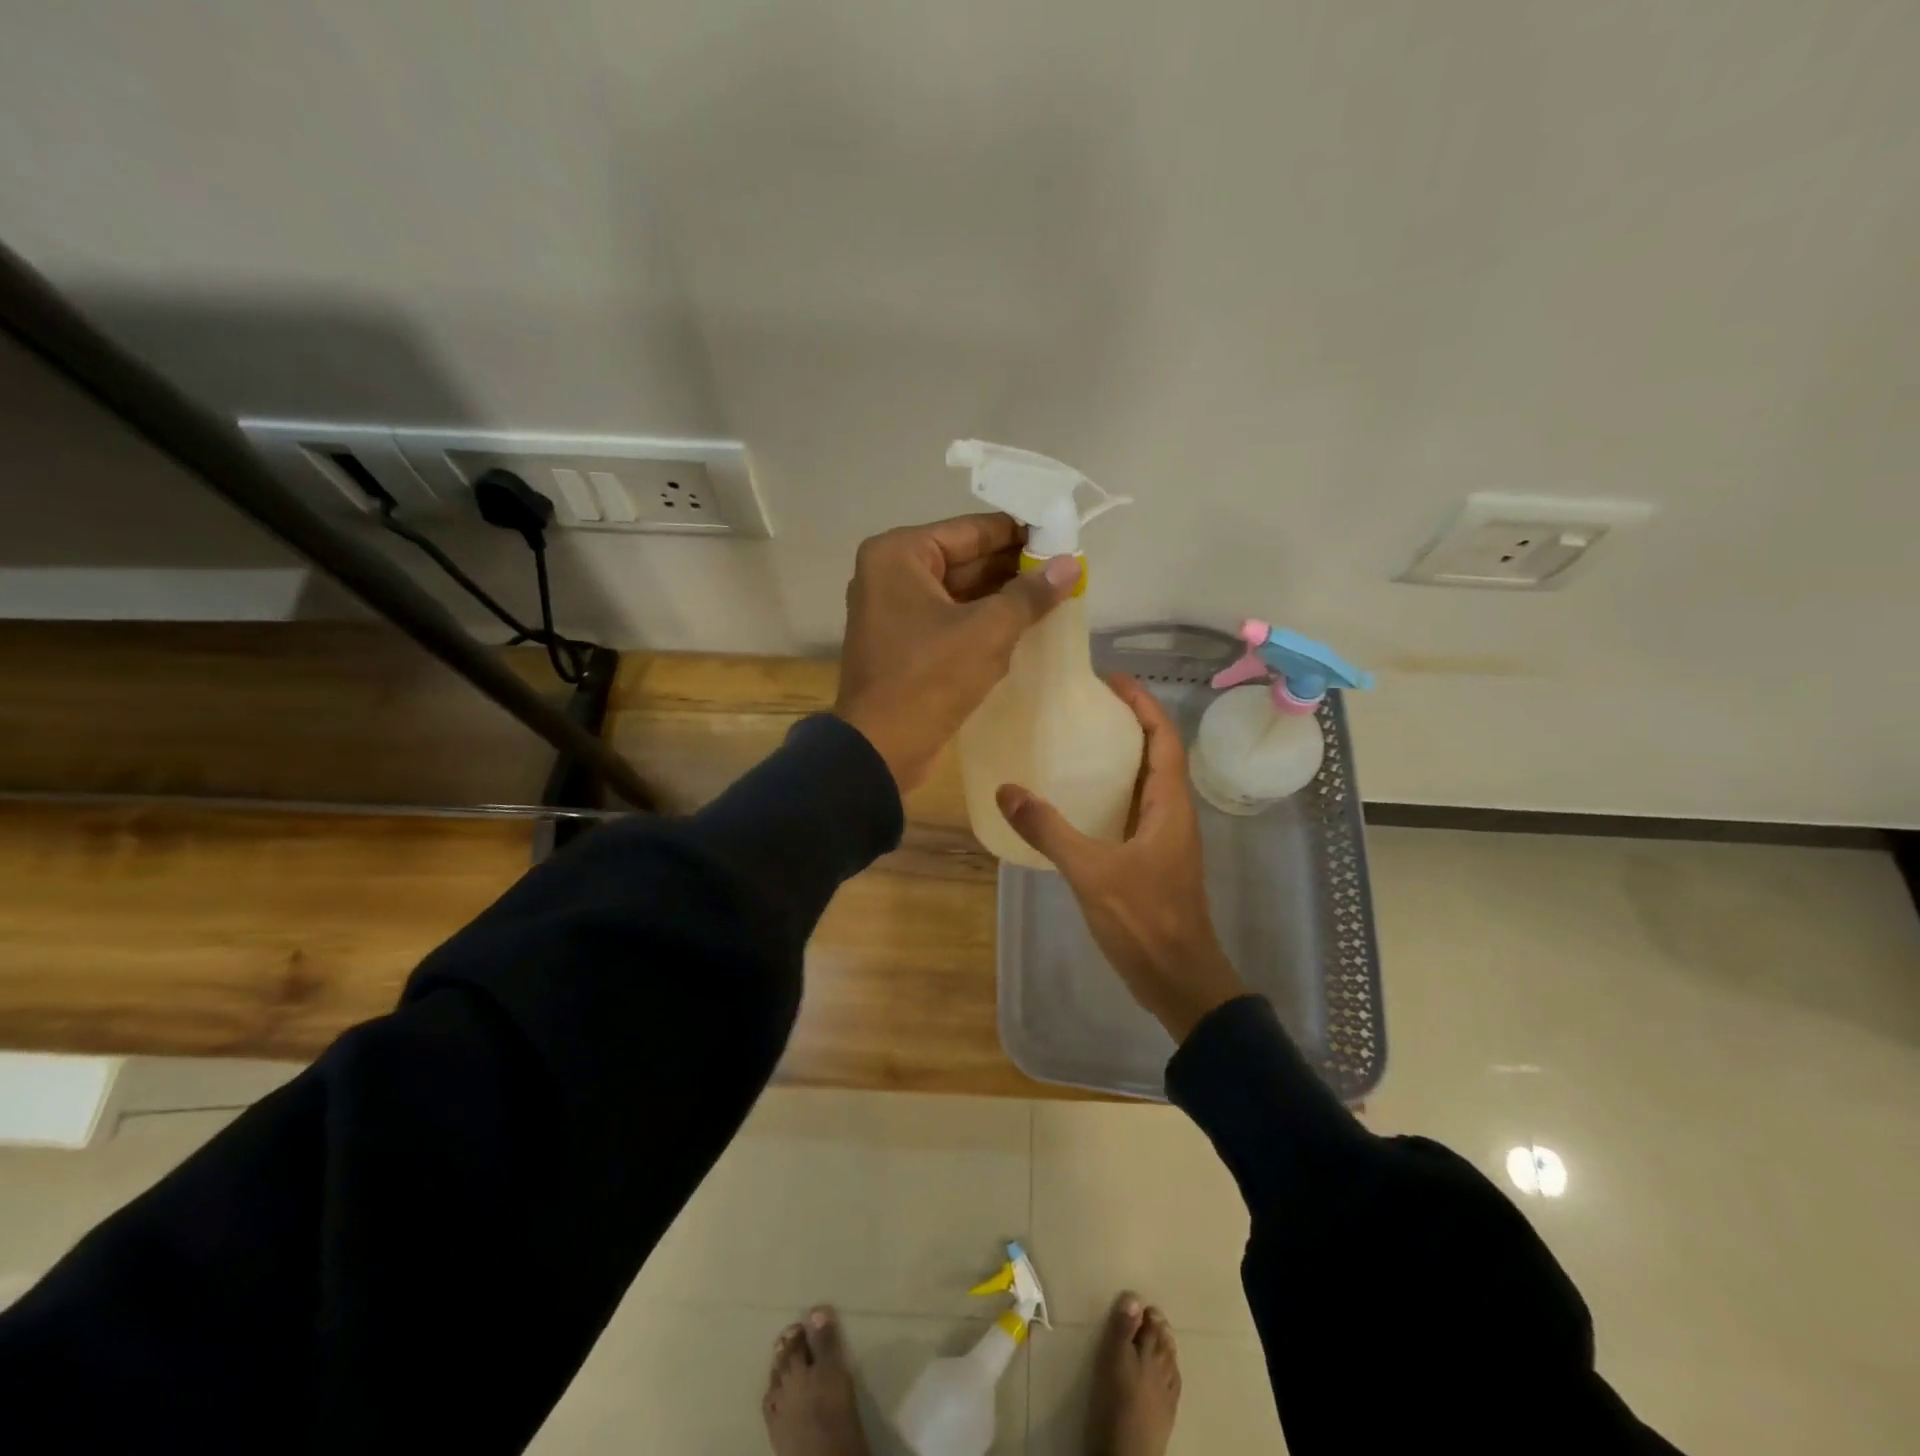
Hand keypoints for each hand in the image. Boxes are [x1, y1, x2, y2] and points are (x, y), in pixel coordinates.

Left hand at [834, 512, 1079, 793]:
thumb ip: (1030, 594)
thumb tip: (1071, 563)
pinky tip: (1023, 628)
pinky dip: (982, 622)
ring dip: (1002, 598)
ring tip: (1055, 597)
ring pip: (959, 593)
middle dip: (1013, 568)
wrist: (880, 750)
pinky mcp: (903, 644)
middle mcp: (890, 574)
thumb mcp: (987, 631)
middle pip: (965, 560)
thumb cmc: (928, 679)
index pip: (971, 531)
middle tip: (1065, 571)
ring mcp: (893, 611)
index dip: (1020, 533)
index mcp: (899, 554)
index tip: (1062, 537)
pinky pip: (950, 620)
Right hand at [995, 675, 1245, 1042]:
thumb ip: (1049, 830)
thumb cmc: (1146, 920)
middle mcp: (1172, 813)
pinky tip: (1078, 800)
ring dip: (1119, 757)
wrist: (1179, 979)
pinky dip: (1111, 793)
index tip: (1108, 680)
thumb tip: (1006, 790)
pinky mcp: (1152, 859)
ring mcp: (1164, 838)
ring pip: (1145, 783)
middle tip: (1083, 706)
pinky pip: (1133, 810)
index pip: (1163, 736)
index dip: (1142, 703)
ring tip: (1076, 742)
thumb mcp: (1091, 871)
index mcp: (1170, 804)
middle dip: (1127, 723)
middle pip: (1156, 753)